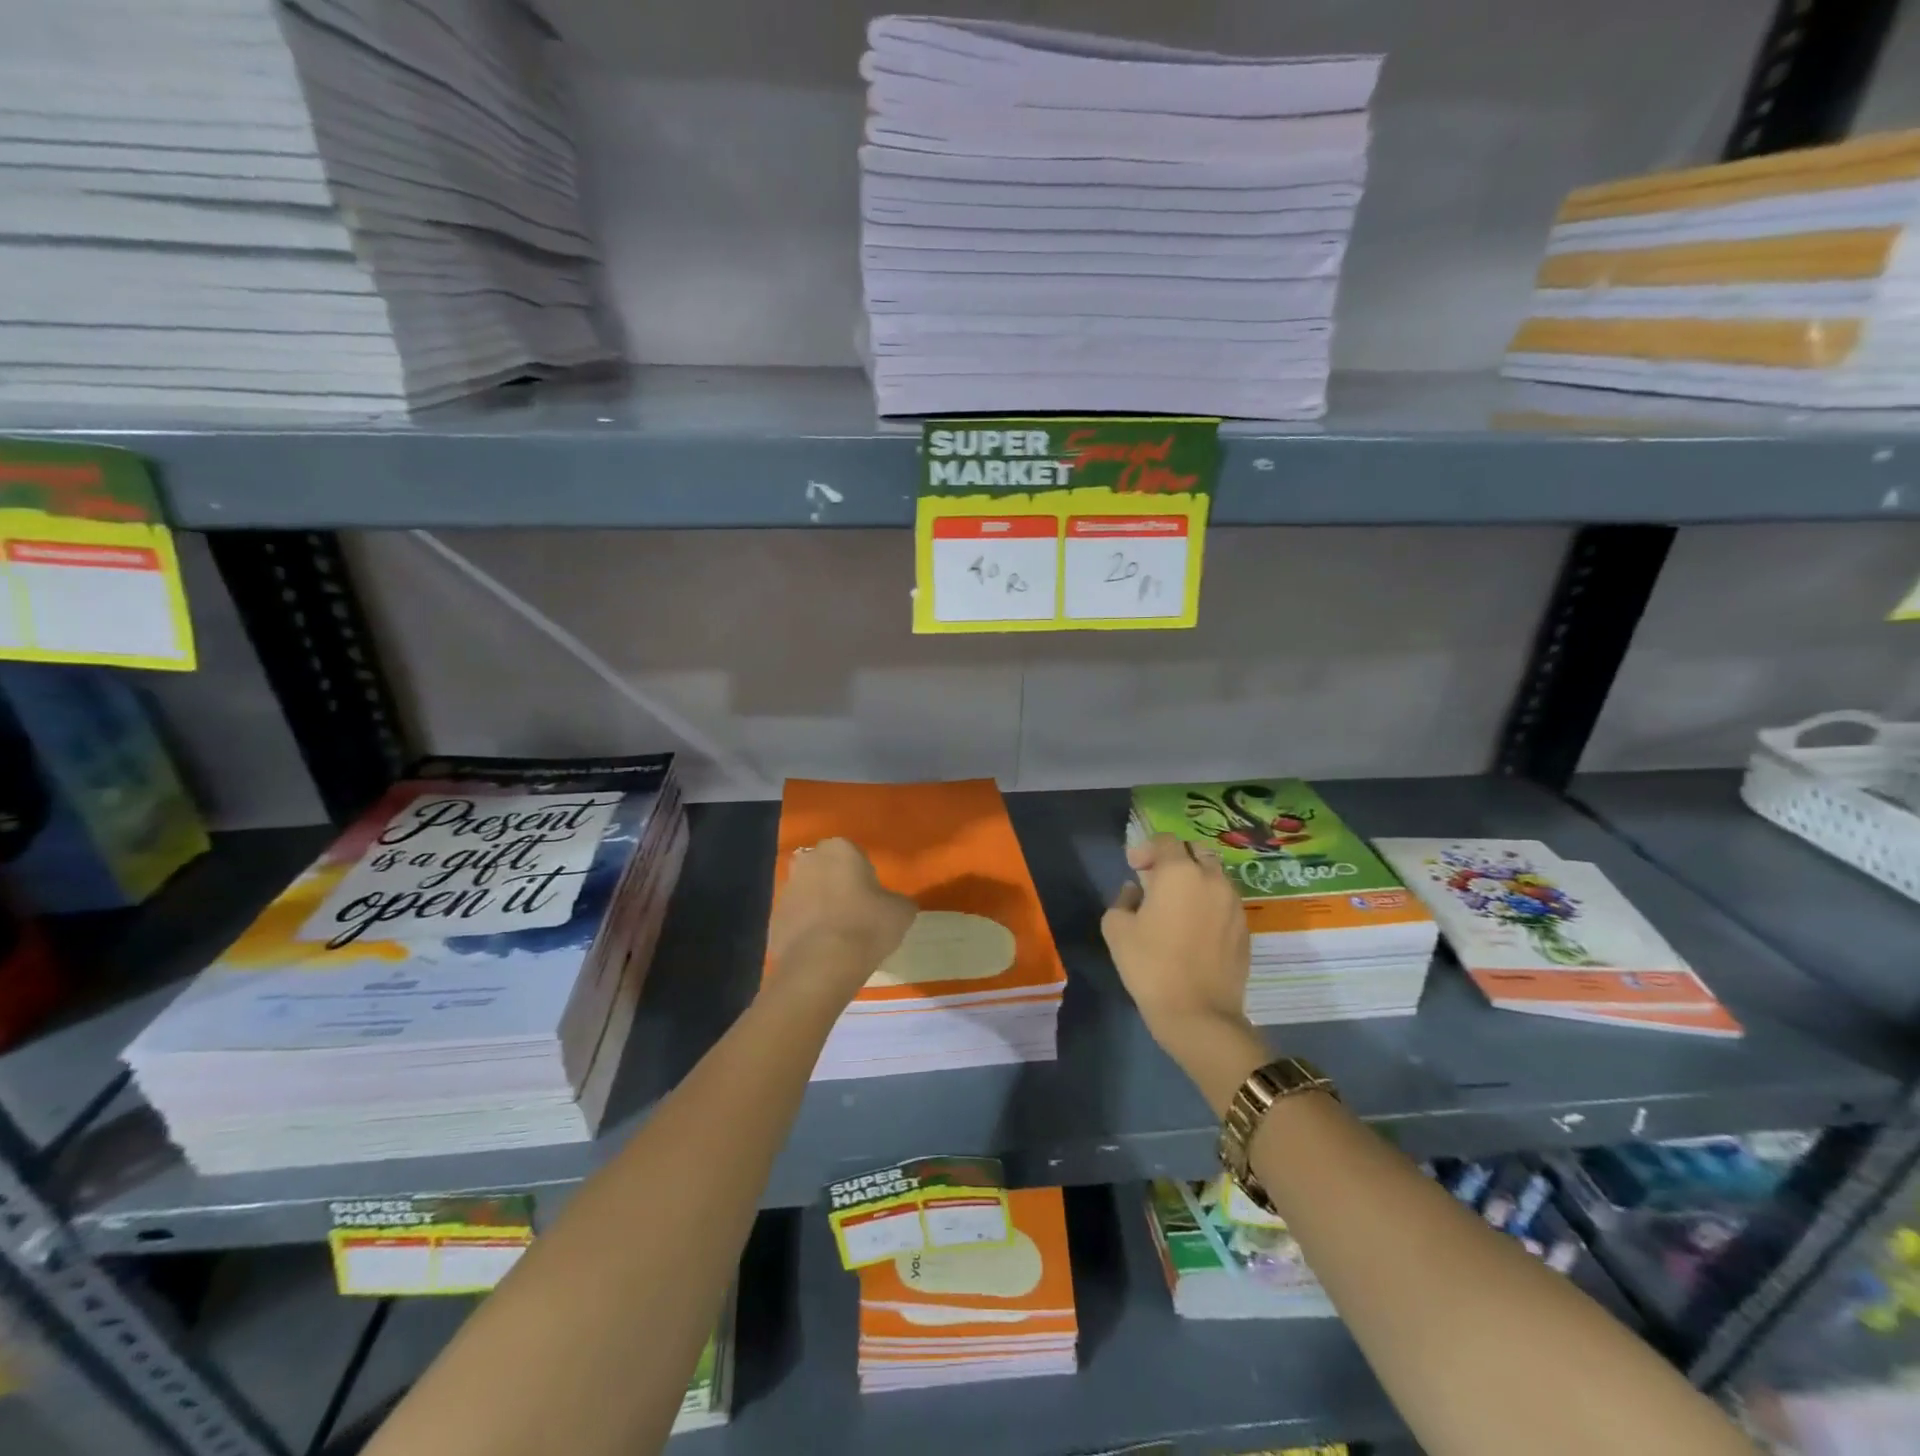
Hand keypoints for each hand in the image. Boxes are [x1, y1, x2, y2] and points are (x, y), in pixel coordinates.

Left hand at [766, 838, 916, 1001]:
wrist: (823, 964)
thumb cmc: (867, 925)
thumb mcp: (901, 911)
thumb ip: (897, 901)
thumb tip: (894, 905)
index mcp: (840, 849)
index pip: (854, 854)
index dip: (864, 875)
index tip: (872, 896)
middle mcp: (808, 861)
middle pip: (824, 869)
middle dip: (835, 884)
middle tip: (854, 911)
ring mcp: (786, 890)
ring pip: (806, 893)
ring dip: (818, 906)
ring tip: (837, 934)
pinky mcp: (772, 920)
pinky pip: (794, 920)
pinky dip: (804, 930)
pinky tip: (820, 950)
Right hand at [1102, 832, 1251, 1040]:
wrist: (1198, 1013)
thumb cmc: (1151, 965)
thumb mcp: (1117, 929)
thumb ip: (1123, 900)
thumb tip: (1135, 892)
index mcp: (1180, 872)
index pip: (1166, 841)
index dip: (1146, 849)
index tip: (1134, 868)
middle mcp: (1212, 879)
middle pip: (1196, 851)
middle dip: (1175, 858)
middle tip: (1156, 880)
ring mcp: (1234, 904)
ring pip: (1215, 875)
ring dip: (1195, 879)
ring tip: (1177, 904)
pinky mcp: (1245, 928)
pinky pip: (1225, 901)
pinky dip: (1209, 902)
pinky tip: (1194, 927)